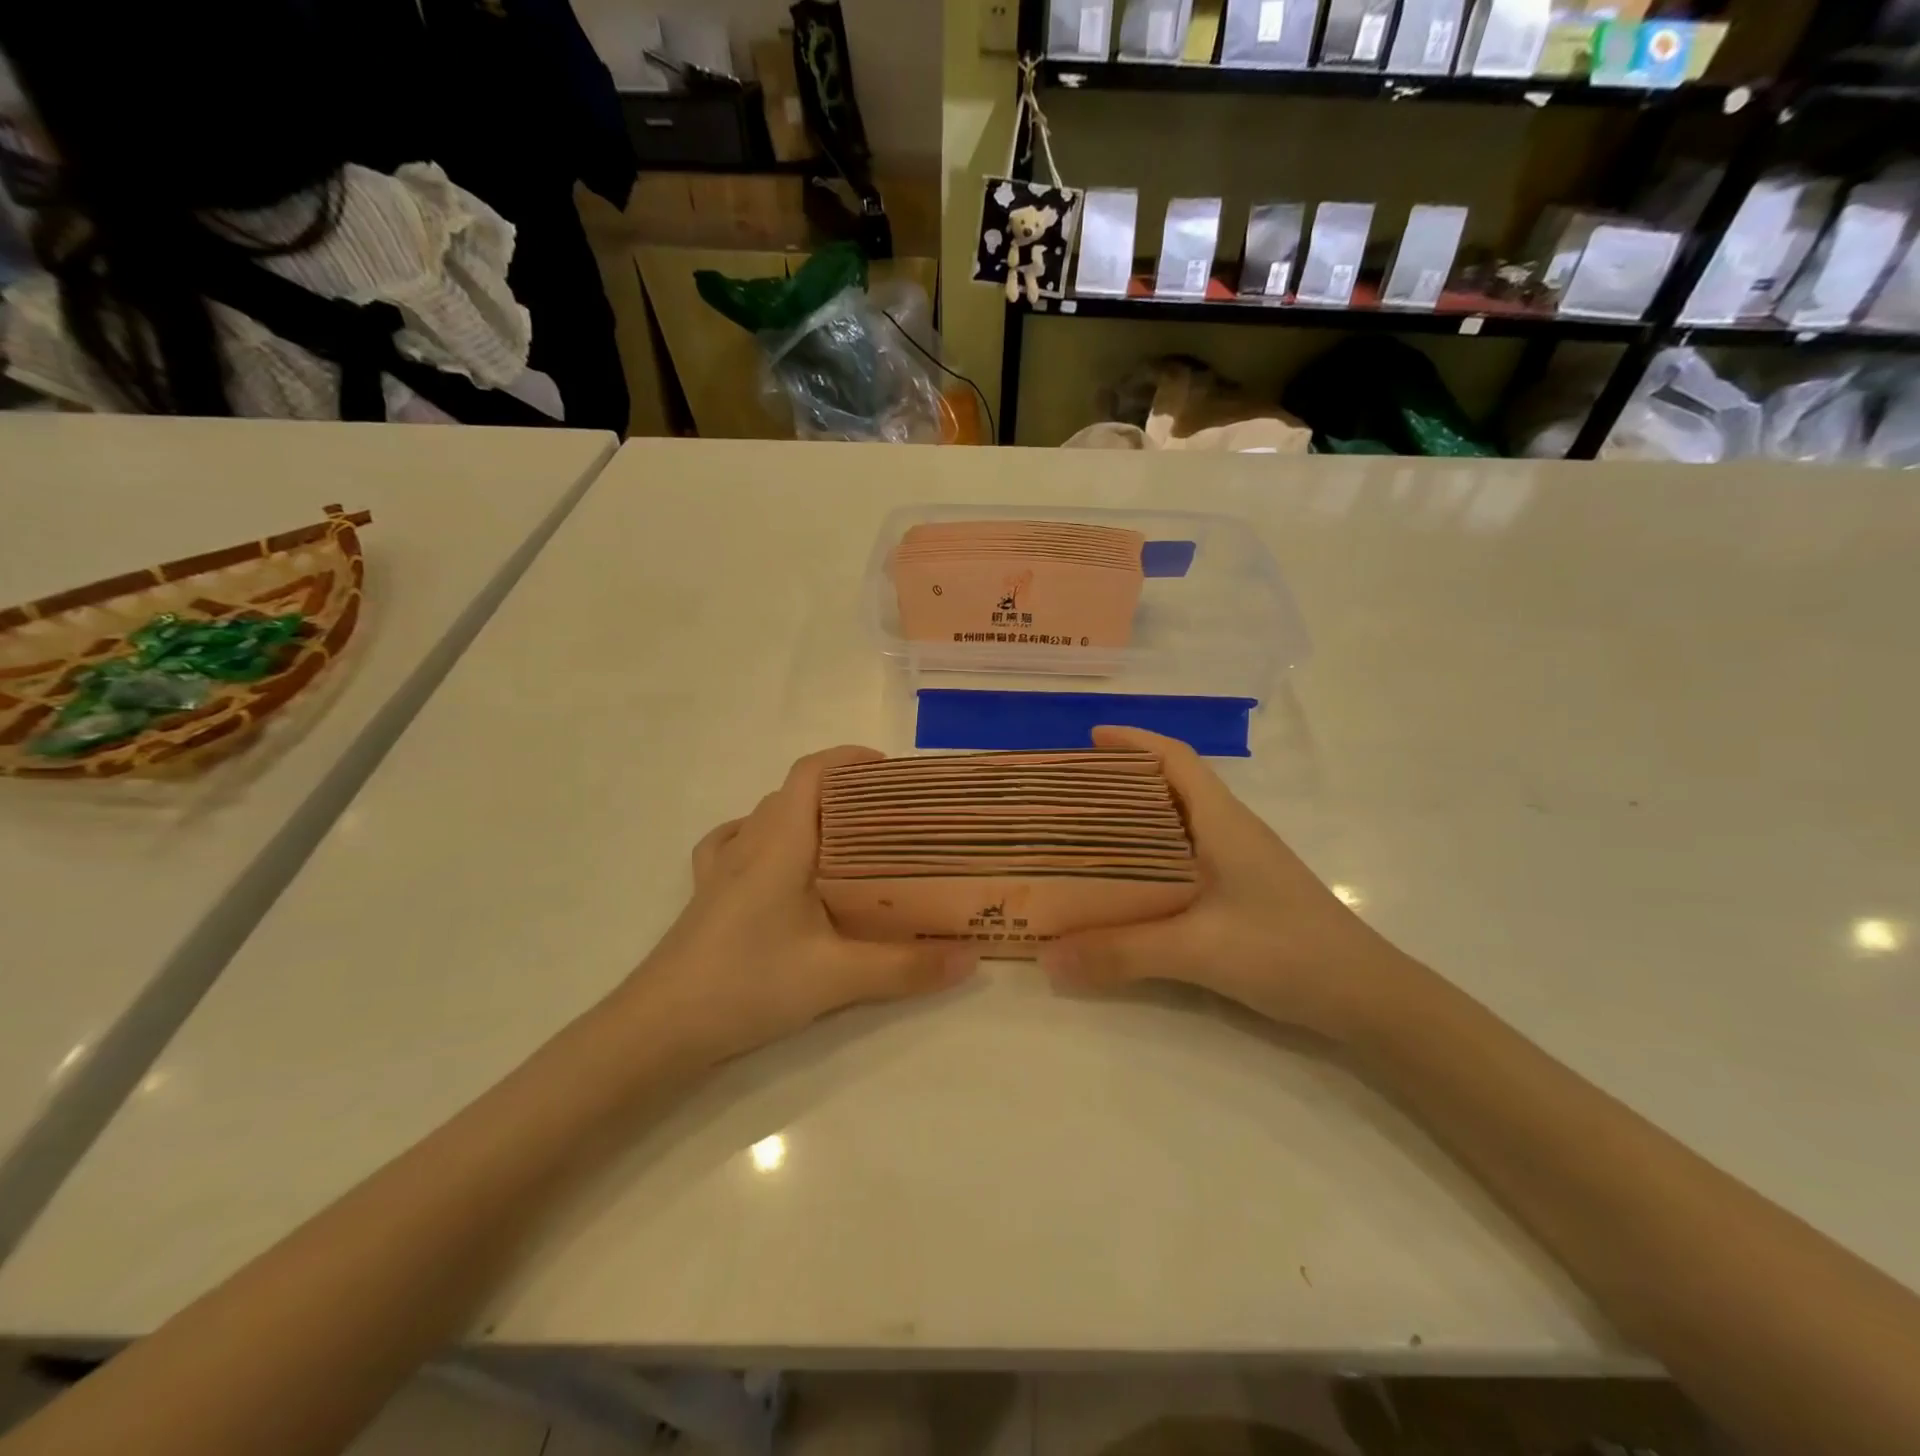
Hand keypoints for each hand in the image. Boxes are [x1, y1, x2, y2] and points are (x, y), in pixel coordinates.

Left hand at [619, 746, 976, 1064]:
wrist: (660, 1029)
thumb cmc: (748, 984)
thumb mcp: (837, 978)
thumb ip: (906, 968)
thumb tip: (971, 958)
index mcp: (781, 843)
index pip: (811, 773)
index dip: (848, 758)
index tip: (889, 770)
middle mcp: (749, 844)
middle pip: (794, 792)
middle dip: (840, 790)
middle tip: (885, 815)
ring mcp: (721, 869)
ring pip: (766, 816)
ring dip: (803, 812)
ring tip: (842, 839)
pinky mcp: (706, 895)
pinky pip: (733, 845)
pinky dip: (761, 837)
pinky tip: (775, 864)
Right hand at [1041, 726, 1419, 1040]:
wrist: (1368, 998)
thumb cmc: (1287, 951)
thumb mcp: (1197, 949)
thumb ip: (1121, 952)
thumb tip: (1046, 957)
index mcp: (1222, 821)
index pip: (1176, 759)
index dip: (1134, 742)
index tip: (1089, 739)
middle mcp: (1230, 832)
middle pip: (1170, 787)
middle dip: (1120, 781)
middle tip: (1069, 795)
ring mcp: (1239, 864)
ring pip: (1177, 825)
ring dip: (1134, 821)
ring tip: (1084, 836)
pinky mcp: (1242, 894)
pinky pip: (1183, 860)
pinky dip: (1149, 859)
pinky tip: (1127, 886)